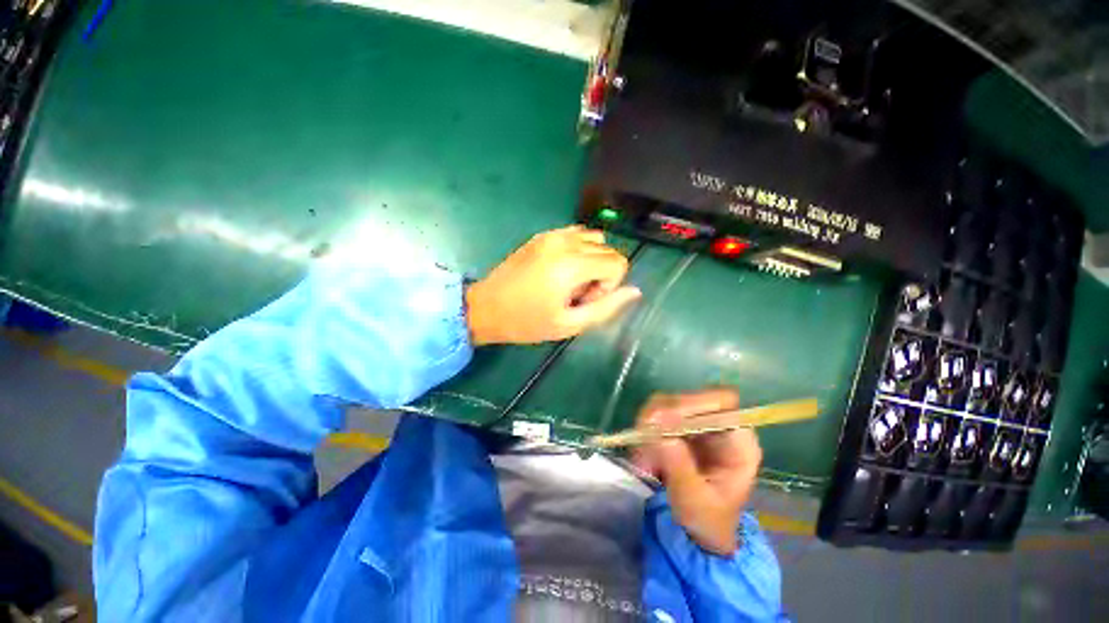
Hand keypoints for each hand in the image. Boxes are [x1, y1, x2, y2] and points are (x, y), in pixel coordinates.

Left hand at [465, 226, 640, 344]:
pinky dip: (578, 250)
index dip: (609, 286)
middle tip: (575, 295)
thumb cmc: (526, 322)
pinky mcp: (542, 235)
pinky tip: (561, 270)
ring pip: (594, 239)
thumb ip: (606, 308)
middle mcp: (565, 242)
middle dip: (601, 275)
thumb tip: (635, 291)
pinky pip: (576, 234)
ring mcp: (552, 235)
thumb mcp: (569, 324)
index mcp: (572, 264)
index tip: (584, 301)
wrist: (486, 307)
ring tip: (568, 282)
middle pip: (608, 251)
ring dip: (591, 261)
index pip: (618, 262)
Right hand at [632, 389, 761, 555]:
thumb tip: (660, 431)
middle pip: (689, 398)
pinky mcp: (679, 426)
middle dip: (663, 415)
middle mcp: (718, 426)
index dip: (694, 403)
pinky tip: (642, 456)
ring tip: (643, 456)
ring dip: (650, 424)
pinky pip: (656, 415)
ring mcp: (697, 424)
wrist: (700, 531)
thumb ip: (680, 466)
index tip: (664, 419)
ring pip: (667, 403)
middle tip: (644, 437)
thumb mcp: (695, 500)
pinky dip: (645, 431)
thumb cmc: (707, 520)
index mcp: (738, 443)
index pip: (722, 402)